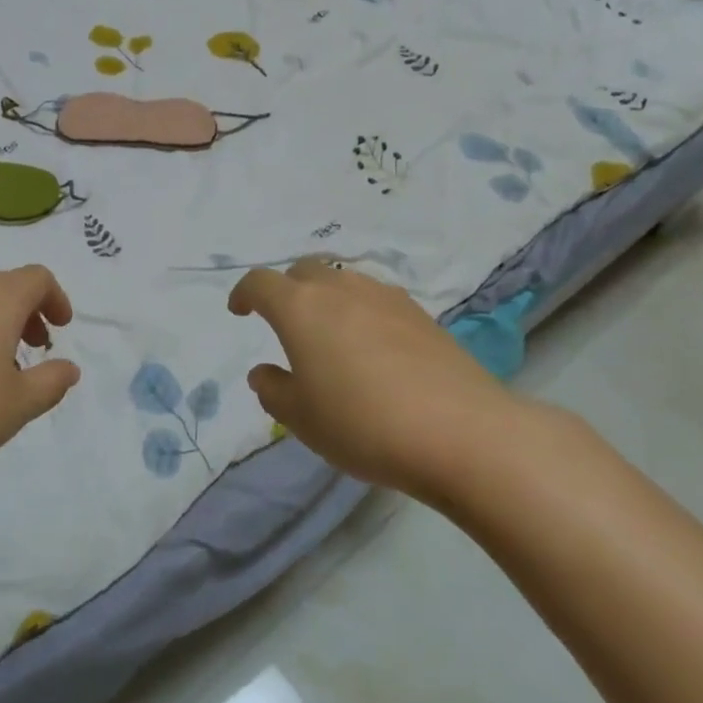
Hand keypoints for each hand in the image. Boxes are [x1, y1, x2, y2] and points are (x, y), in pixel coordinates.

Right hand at [228, 259, 514, 494]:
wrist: (462, 432)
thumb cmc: (364, 424)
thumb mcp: (302, 420)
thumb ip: (273, 390)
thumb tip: (264, 372)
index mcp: (301, 308)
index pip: (260, 283)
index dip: (244, 293)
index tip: (239, 312)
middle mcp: (340, 289)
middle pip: (304, 271)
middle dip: (287, 290)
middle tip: (285, 324)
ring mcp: (384, 297)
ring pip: (343, 281)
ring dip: (326, 299)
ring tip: (331, 337)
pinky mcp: (421, 314)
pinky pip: (376, 299)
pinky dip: (360, 312)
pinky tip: (373, 349)